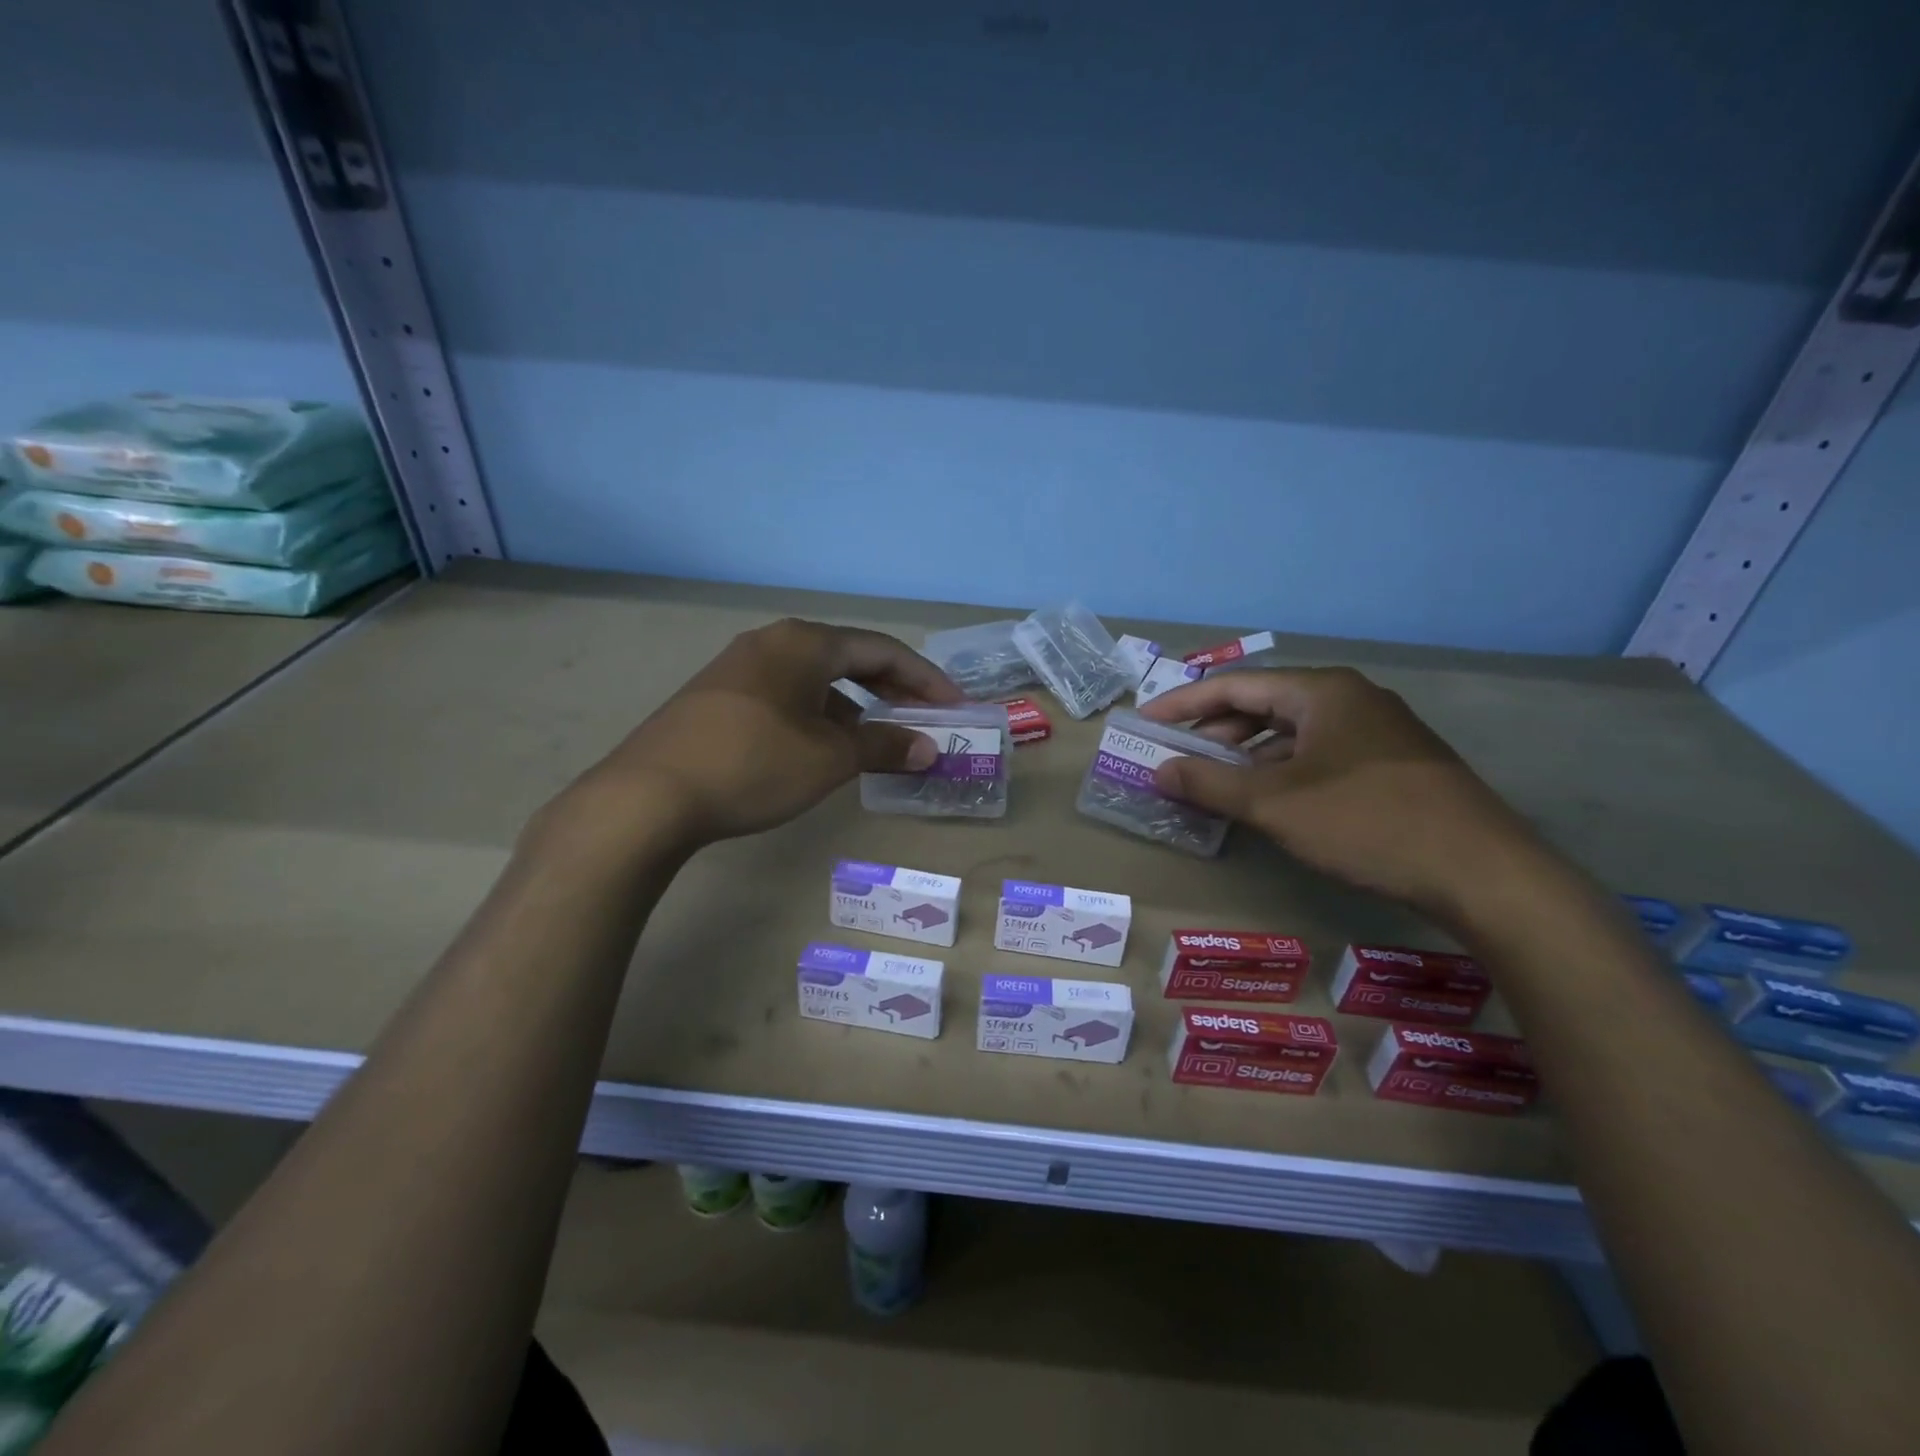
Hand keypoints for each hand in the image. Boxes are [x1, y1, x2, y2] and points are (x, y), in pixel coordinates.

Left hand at [560, 618, 962, 845]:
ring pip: (815, 678)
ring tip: (877, 738)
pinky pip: (786, 694)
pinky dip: (818, 714)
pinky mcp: (717, 696)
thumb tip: (928, 747)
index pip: (882, 649)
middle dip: (892, 688)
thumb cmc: (754, 765)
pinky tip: (822, 746)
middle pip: (849, 657)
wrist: (649, 796)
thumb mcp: (829, 758)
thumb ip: (884, 746)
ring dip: (854, 704)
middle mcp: (772, 642)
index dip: (925, 677)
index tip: (955, 705)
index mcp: (804, 643)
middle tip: (924, 716)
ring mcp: (739, 667)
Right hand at [1139, 667, 1546, 921]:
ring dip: (1248, 752)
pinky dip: (1283, 769)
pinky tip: (1269, 797)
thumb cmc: (1366, 822)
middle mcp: (1350, 698)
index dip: (1184, 702)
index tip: (1147, 719)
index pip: (1235, 685)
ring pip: (1294, 731)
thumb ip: (1210, 784)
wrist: (1482, 871)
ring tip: (1215, 778)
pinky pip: (1320, 752)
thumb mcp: (1275, 804)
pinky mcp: (1393, 762)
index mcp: (1321, 692)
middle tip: (1178, 754)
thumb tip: (1159, 770)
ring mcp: (1377, 730)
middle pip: (1265, 704)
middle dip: (1216, 729)